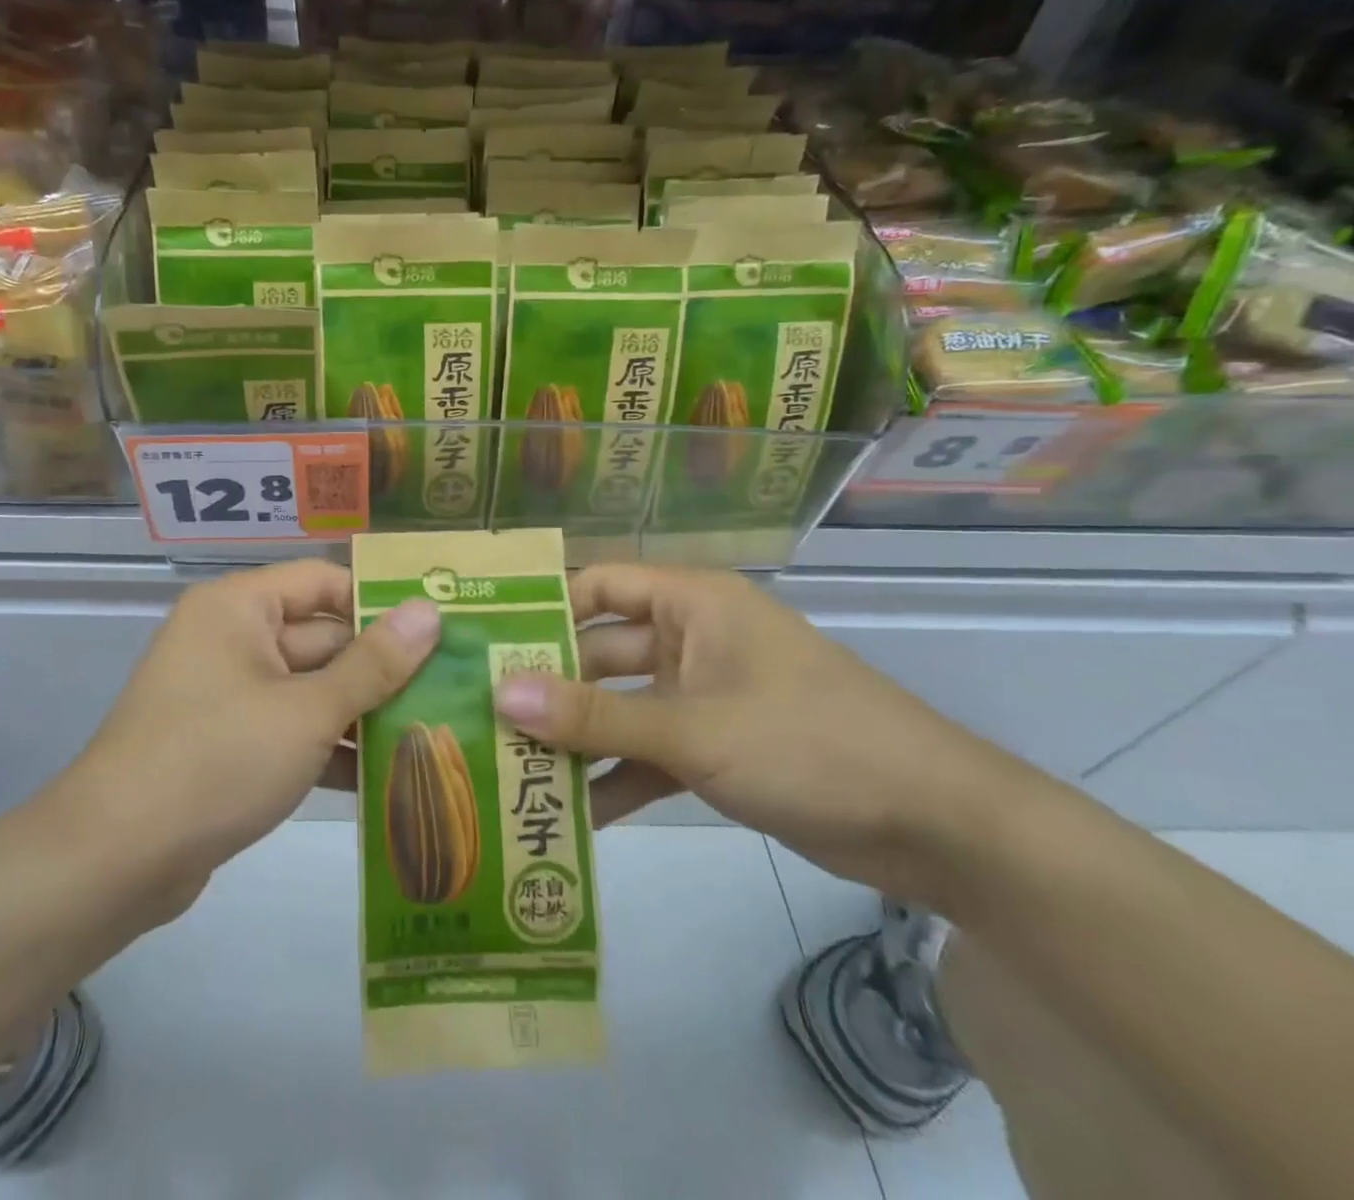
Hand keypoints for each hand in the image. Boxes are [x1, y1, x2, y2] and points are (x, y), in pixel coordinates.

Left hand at [58, 560, 438, 899]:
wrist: (114, 860)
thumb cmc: (217, 760)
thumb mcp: (307, 711)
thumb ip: (373, 664)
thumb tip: (429, 611)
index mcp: (240, 608)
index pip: (324, 582)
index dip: (380, 603)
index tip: (439, 630)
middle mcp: (231, 639)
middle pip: (321, 639)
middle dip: (380, 670)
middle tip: (451, 690)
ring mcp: (226, 694)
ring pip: (309, 690)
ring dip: (361, 716)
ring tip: (432, 735)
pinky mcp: (225, 743)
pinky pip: (288, 730)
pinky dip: (326, 750)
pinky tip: (383, 781)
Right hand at [492, 566, 1028, 900]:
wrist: (934, 827)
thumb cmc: (809, 742)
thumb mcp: (694, 728)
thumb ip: (595, 716)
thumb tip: (499, 693)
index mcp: (691, 603)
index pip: (596, 586)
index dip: (540, 609)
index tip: (480, 643)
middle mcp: (690, 639)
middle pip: (600, 651)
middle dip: (549, 686)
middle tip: (478, 716)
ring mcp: (702, 696)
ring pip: (621, 708)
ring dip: (577, 738)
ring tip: (510, 769)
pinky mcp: (715, 748)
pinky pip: (649, 752)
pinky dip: (617, 778)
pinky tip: (572, 814)